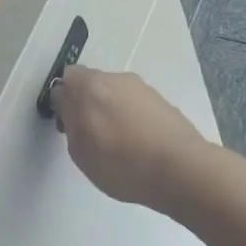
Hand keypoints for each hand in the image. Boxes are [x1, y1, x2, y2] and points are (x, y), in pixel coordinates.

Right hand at [49, 67, 217, 211]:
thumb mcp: (80, 150)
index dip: (63, 100)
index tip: (67, 126)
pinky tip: (139, 147)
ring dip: (111, 113)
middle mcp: (117, 78)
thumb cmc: (121, 163)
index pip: (67, 77)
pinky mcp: (163, 102)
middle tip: (91, 138)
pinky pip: (136, 106)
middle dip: (87, 106)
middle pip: (93, 84)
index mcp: (91, 85)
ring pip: (116, 95)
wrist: (181, 168)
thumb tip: (66, 100)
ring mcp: (143, 88)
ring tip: (119, 147)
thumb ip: (69, 119)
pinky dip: (131, 120)